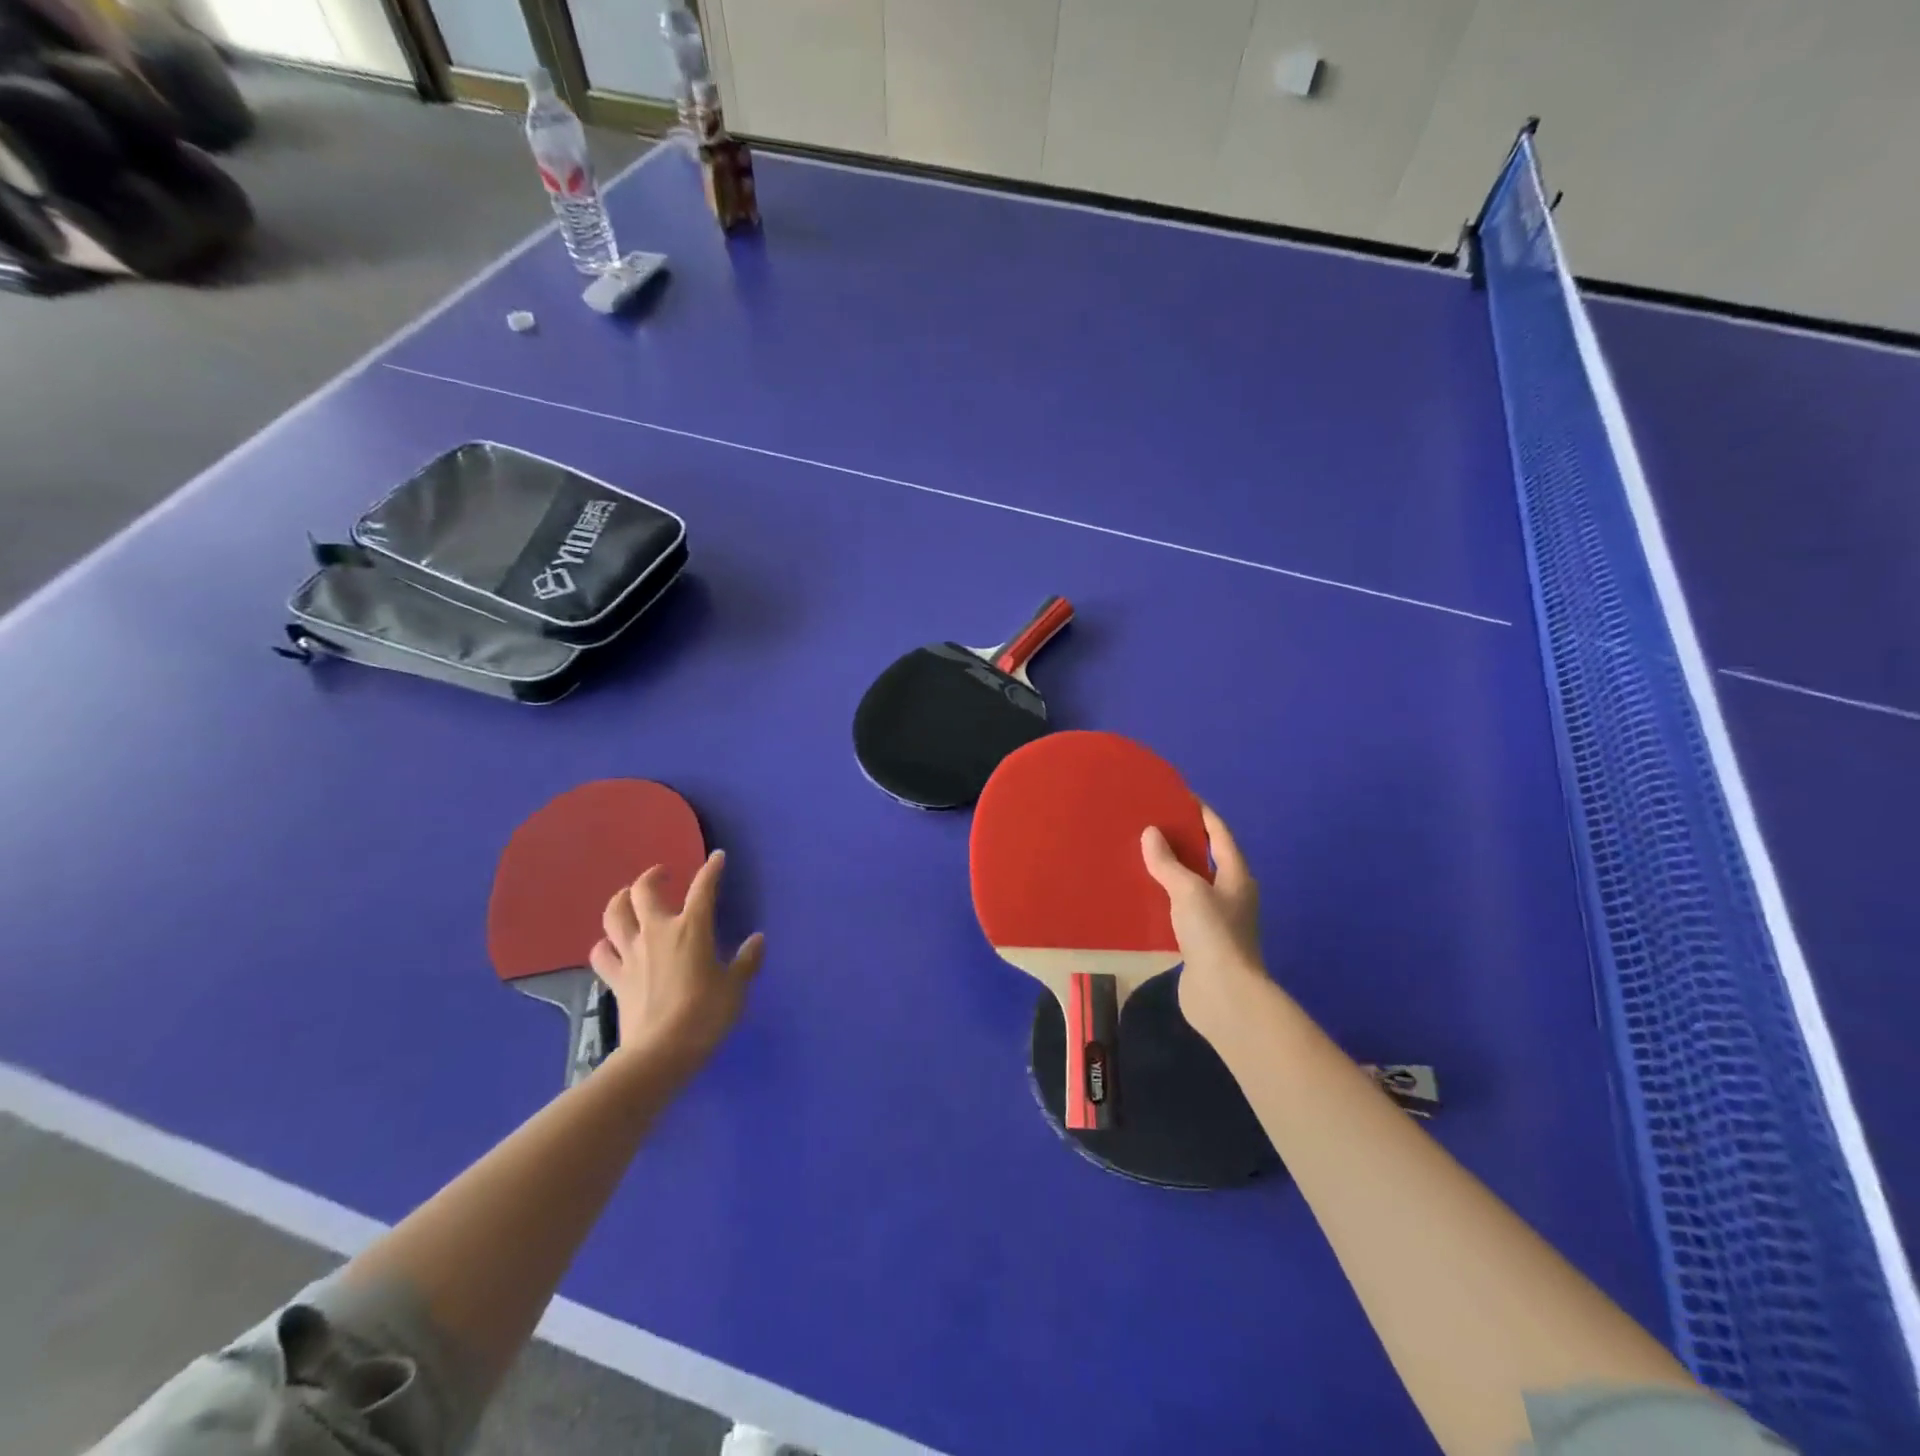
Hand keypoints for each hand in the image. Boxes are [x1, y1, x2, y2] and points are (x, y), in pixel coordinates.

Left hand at [591, 850, 764, 1067]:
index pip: (703, 888)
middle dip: (652, 876)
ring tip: (629, 899)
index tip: (718, 857)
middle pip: (643, 891)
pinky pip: (602, 953)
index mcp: (691, 929)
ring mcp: (631, 954)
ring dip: (620, 901)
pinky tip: (612, 946)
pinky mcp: (615, 978)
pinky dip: (605, 944)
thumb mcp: (736, 988)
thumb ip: (746, 961)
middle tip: (662, 875)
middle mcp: (657, 932)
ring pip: (614, 915)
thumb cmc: (705, 1015)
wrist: (660, 1052)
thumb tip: (757, 940)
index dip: (712, 869)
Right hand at [1141, 805, 1269, 1042]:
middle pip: (1206, 858)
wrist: (1224, 995)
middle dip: (1181, 840)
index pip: (1219, 833)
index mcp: (1236, 876)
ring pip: (1190, 884)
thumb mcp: (1188, 891)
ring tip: (1138, 854)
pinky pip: (1178, 909)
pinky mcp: (1199, 941)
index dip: (1201, 812)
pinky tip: (1139, 894)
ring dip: (1169, 870)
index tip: (1177, 795)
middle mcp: (1231, 894)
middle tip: (1149, 823)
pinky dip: (1162, 898)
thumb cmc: (1213, 934)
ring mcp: (1216, 919)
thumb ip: (1168, 862)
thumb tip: (1151, 833)